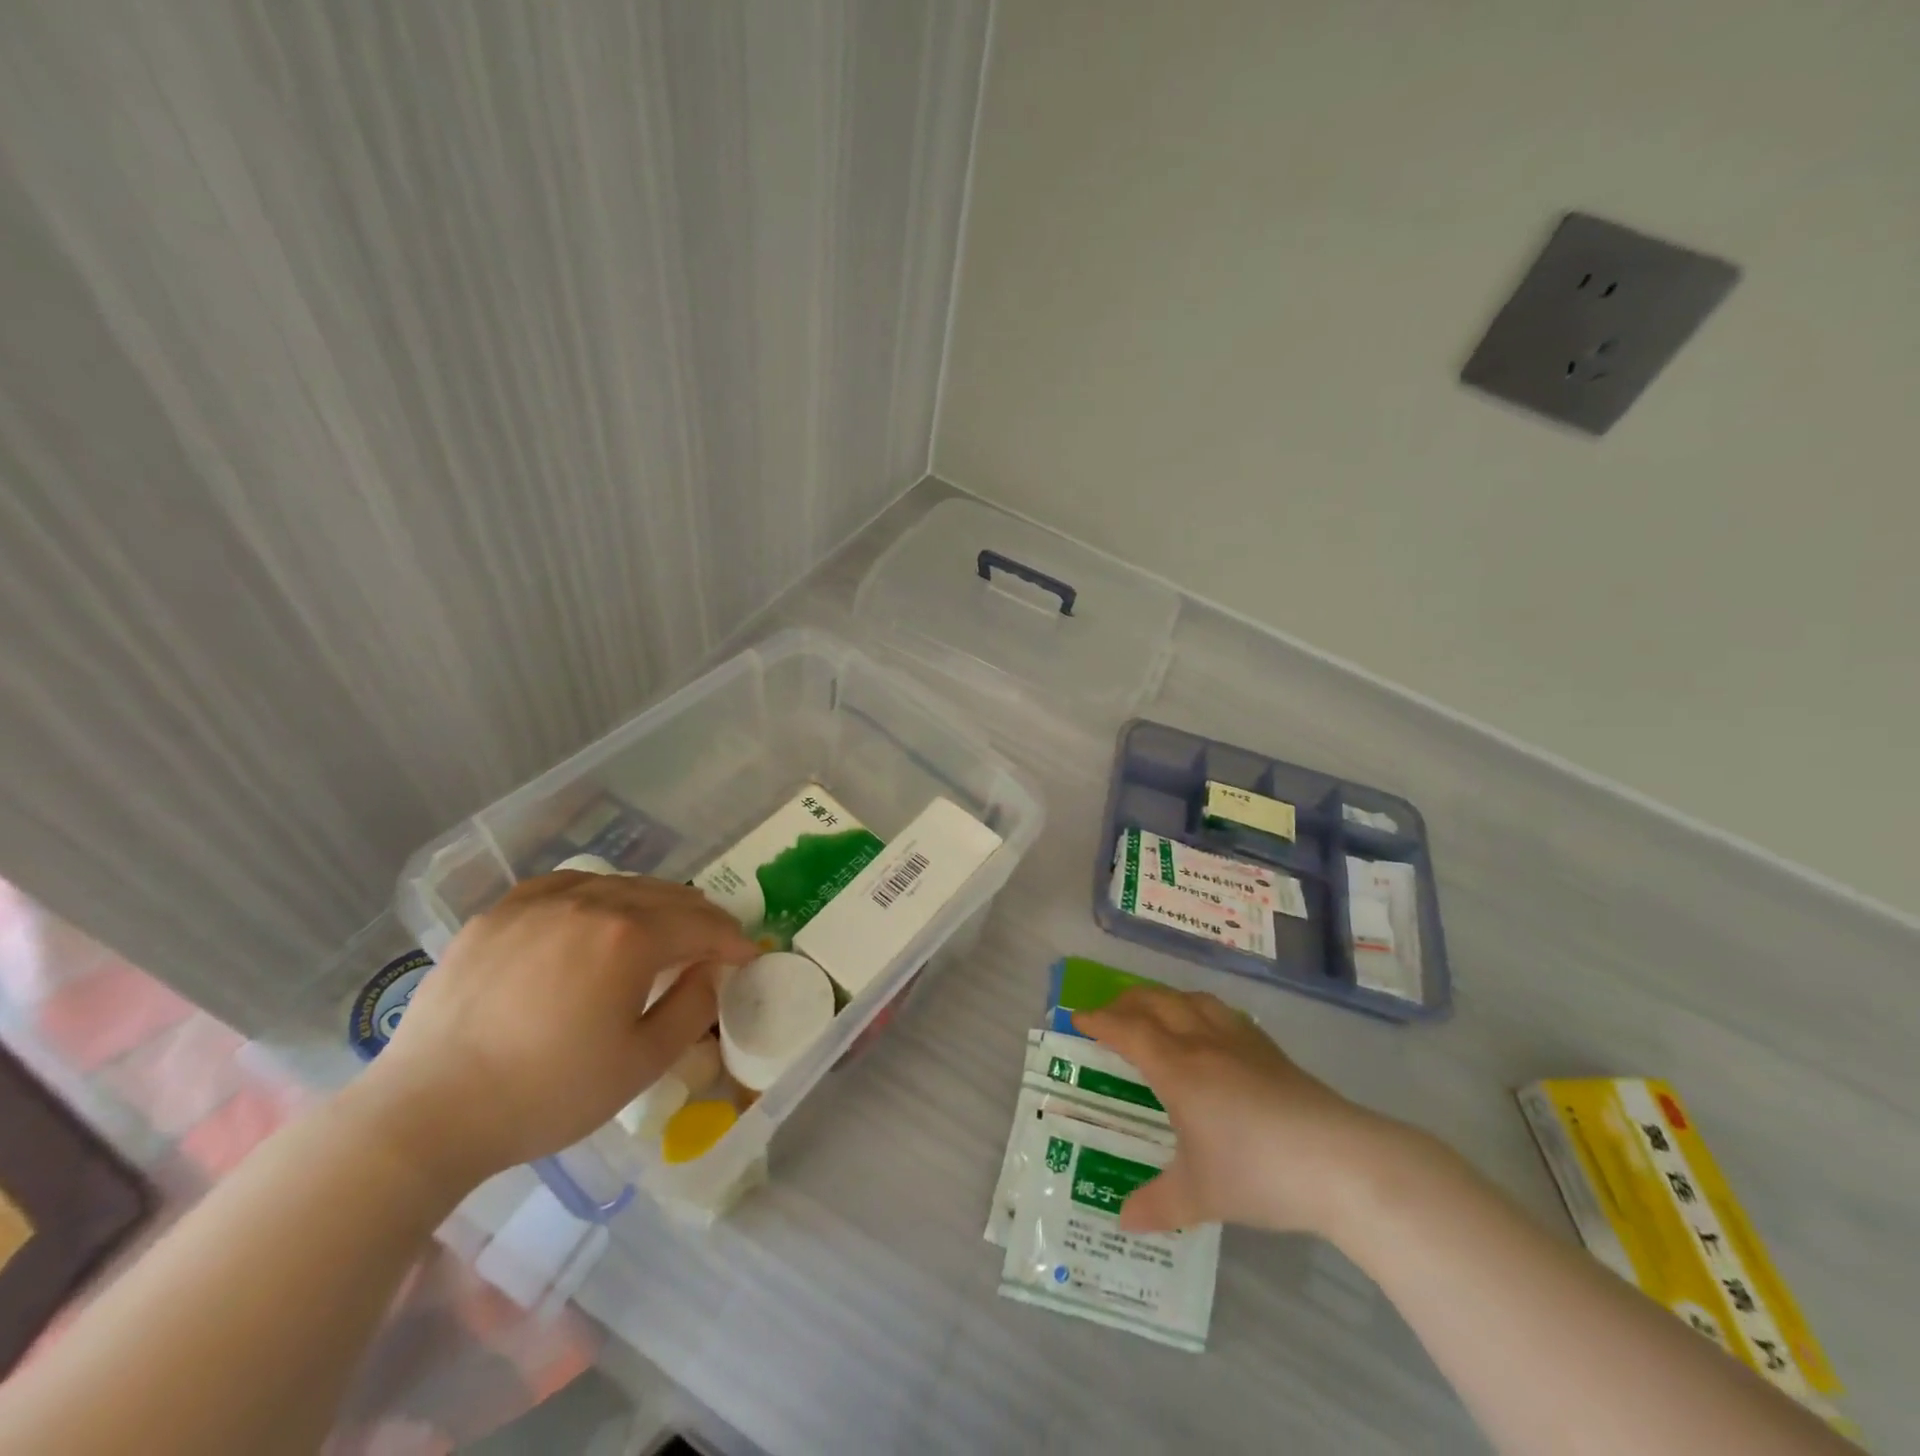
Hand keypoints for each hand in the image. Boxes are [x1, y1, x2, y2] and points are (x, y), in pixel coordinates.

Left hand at [353, 872, 756, 1192]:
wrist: (426, 1113)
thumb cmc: (545, 1094)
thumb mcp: (641, 1064)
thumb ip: (693, 1008)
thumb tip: (709, 970)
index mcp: (629, 938)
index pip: (701, 925)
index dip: (732, 939)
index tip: (747, 954)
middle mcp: (590, 902)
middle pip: (665, 896)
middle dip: (700, 917)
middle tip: (714, 941)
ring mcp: (539, 903)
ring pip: (618, 884)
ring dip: (653, 902)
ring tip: (662, 926)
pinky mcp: (499, 913)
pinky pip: (565, 885)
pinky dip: (597, 893)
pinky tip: (596, 911)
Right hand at [1074, 986, 1421, 1236]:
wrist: (1340, 1161)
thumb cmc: (1258, 1172)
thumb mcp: (1200, 1194)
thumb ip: (1158, 1204)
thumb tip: (1123, 1221)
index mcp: (1177, 1068)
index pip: (1127, 1030)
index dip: (1099, 1021)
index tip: (1078, 1018)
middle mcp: (1203, 1041)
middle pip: (1156, 1002)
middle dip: (1126, 1002)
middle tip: (1109, 1015)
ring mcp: (1240, 1040)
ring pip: (1191, 999)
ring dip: (1163, 999)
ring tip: (1155, 1012)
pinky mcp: (1269, 1049)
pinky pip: (1221, 1012)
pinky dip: (1199, 1009)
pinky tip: (1208, 1029)